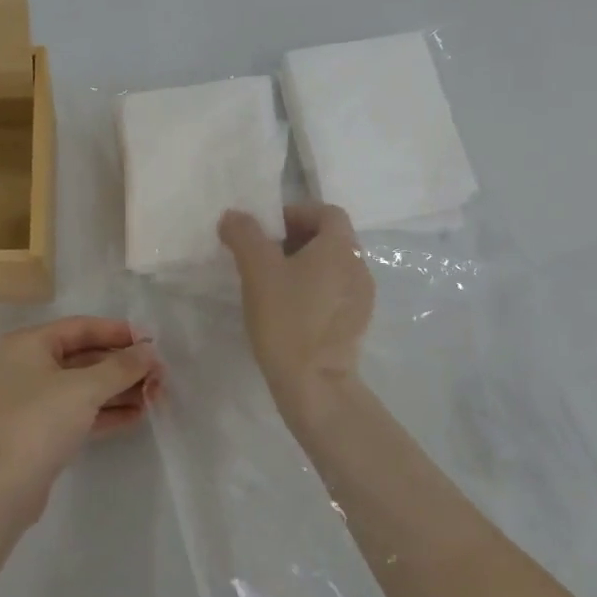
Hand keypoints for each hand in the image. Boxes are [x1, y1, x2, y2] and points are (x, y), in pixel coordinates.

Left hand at [0, 317, 160, 524]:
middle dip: (122, 366)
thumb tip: (149, 350)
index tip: (151, 341)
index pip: (81, 328)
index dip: (117, 332)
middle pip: (84, 357)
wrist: (1, 490)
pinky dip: (105, 412)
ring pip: (83, 387)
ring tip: (155, 397)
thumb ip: (121, 367)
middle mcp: (27, 366)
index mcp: (28, 344)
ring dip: (118, 390)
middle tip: (159, 375)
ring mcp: (31, 401)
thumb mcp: (84, 388)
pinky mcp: (40, 431)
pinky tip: (136, 416)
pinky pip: (78, 412)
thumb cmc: (39, 422)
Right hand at [218, 203, 374, 412]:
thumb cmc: (287, 320)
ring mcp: (362, 297)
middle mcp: (359, 266)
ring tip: (273, 284)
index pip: (326, 211)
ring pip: (332, 266)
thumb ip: (244, 235)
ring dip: (304, 265)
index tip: (267, 231)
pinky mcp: (356, 323)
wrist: (314, 384)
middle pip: (330, 238)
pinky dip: (313, 290)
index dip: (296, 213)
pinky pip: (335, 292)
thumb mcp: (257, 270)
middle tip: (264, 256)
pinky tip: (289, 310)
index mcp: (341, 247)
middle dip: (296, 239)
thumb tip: (234, 216)